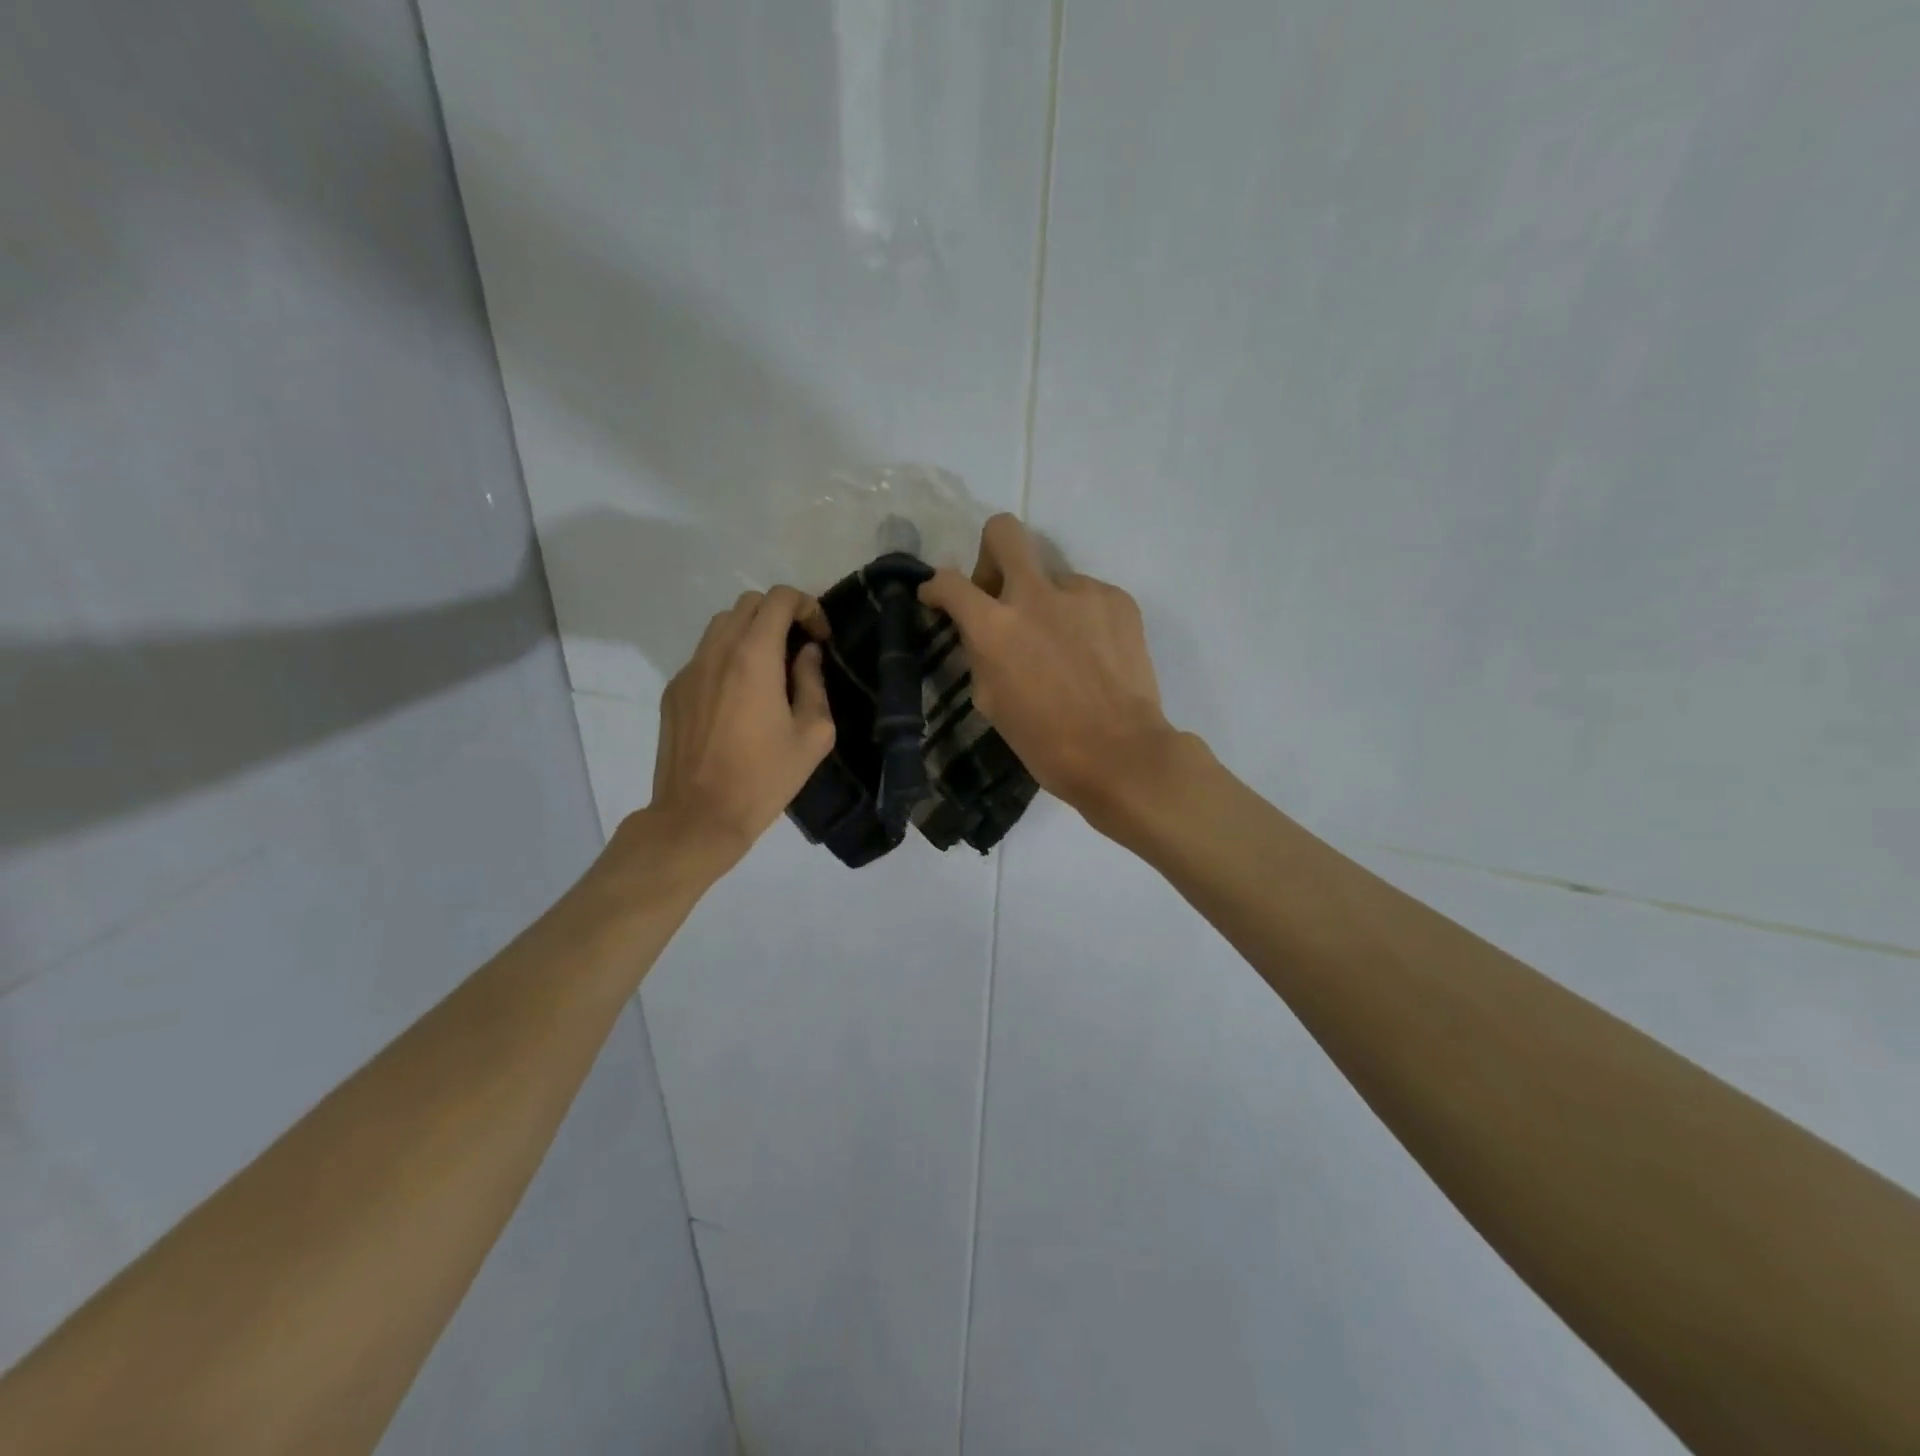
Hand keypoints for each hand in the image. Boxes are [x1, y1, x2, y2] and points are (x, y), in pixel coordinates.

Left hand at [642, 586, 834, 865]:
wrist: (699, 816)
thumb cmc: (764, 778)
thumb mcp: (813, 735)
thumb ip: (813, 684)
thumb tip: (806, 655)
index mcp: (753, 657)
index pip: (779, 599)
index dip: (806, 607)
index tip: (819, 638)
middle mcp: (716, 652)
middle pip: (748, 604)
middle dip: (779, 615)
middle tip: (798, 650)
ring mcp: (688, 670)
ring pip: (721, 626)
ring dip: (751, 634)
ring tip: (770, 671)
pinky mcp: (673, 692)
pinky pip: (704, 656)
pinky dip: (728, 658)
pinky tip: (740, 699)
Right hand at [920, 515, 1183, 826]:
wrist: (1121, 753)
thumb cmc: (1046, 742)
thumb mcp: (992, 702)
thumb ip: (982, 654)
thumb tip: (983, 634)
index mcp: (995, 627)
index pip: (950, 582)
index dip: (936, 587)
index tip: (938, 597)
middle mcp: (1036, 595)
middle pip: (1004, 532)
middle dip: (991, 552)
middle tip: (998, 589)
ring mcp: (1082, 592)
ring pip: (1052, 575)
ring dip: (1046, 601)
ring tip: (1062, 646)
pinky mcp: (1119, 600)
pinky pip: (1087, 595)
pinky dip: (1081, 617)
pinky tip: (1092, 653)